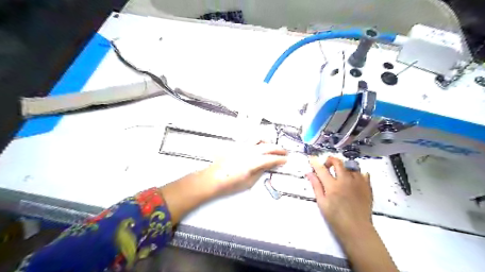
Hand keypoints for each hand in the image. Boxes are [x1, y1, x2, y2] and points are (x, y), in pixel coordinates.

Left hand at [205, 142, 286, 194]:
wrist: (213, 178)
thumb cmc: (229, 183)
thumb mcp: (249, 181)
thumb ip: (260, 171)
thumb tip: (267, 166)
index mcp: (253, 162)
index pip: (271, 158)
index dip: (280, 159)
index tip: (285, 160)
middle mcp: (249, 152)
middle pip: (268, 147)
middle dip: (278, 149)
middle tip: (284, 152)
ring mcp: (242, 147)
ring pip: (259, 139)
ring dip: (268, 142)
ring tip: (271, 147)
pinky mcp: (237, 146)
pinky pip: (250, 140)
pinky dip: (257, 141)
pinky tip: (258, 145)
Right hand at [308, 156, 371, 236]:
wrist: (357, 229)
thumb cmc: (336, 218)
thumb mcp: (322, 203)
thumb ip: (316, 186)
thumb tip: (309, 173)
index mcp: (332, 186)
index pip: (321, 169)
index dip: (315, 162)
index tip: (311, 158)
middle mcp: (345, 180)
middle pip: (337, 162)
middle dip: (330, 160)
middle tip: (327, 167)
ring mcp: (358, 182)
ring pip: (350, 166)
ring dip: (343, 167)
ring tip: (340, 175)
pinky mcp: (367, 186)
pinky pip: (363, 173)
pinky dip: (356, 173)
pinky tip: (353, 180)